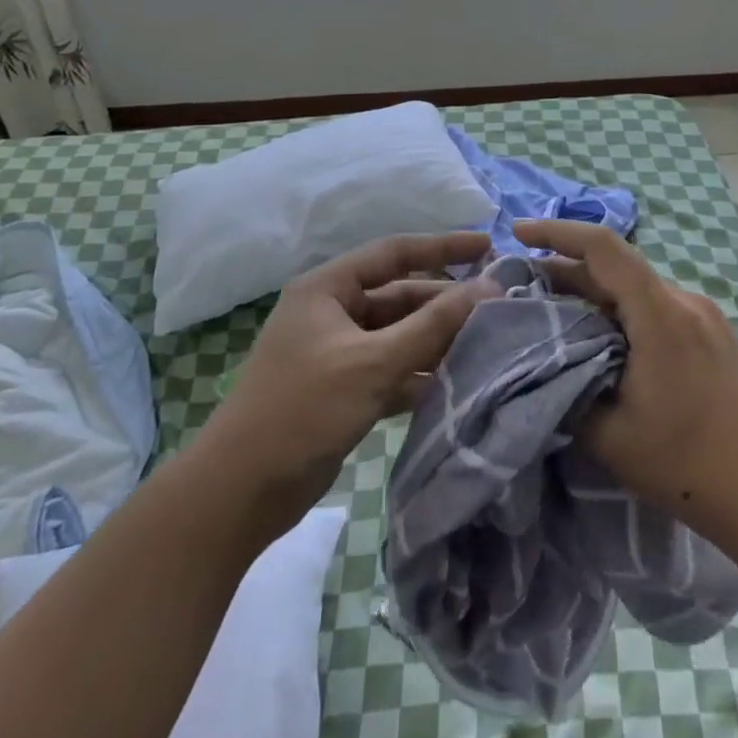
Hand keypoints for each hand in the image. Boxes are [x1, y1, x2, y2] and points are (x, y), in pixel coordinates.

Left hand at [194, 230, 493, 545]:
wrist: (239, 492)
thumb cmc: (303, 410)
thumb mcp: (373, 362)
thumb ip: (433, 325)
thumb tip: (488, 287)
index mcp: (328, 288)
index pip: (394, 253)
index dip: (443, 247)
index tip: (488, 245)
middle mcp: (332, 312)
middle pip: (400, 297)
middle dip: (444, 303)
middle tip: (498, 307)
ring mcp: (336, 353)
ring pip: (397, 336)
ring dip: (436, 340)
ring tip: (488, 343)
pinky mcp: (341, 390)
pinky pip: (390, 369)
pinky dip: (418, 373)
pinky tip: (456, 382)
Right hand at [515, 219, 737, 541]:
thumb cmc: (684, 465)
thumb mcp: (608, 436)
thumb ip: (566, 387)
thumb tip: (540, 356)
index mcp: (661, 316)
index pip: (603, 248)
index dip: (556, 232)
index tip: (517, 233)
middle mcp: (685, 301)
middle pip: (616, 266)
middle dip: (565, 267)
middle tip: (522, 282)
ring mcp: (704, 313)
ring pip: (635, 285)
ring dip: (593, 289)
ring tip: (554, 308)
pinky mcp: (714, 330)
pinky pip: (656, 302)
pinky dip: (620, 306)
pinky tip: (601, 333)